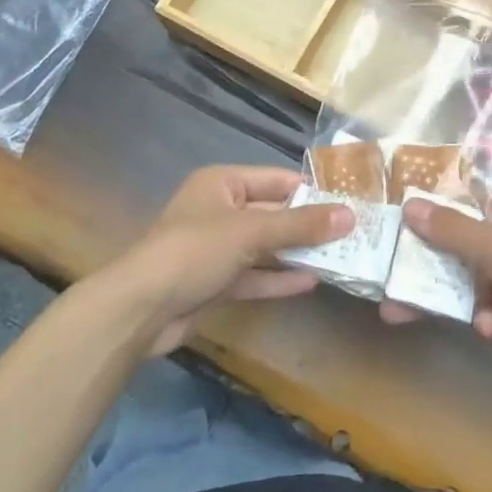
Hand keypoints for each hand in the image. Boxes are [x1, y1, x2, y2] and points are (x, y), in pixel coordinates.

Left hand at [111, 165, 351, 355]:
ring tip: (340, 259)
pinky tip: (312, 283)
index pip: (277, 180)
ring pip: (265, 247)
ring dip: (297, 254)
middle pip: (273, 214)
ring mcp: (216, 249)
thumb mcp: (251, 232)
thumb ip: (301, 225)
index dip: (312, 191)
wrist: (140, 310)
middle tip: (352, 235)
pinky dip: (279, 279)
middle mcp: (220, 211)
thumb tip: (350, 215)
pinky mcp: (214, 283)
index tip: (349, 204)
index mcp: (223, 183)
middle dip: (308, 226)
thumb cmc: (195, 251)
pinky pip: (254, 276)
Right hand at [379, 192, 491, 403]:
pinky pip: (476, 311)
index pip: (459, 203)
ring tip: (393, 311)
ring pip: (458, 281)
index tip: (388, 217)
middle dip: (418, 260)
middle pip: (451, 245)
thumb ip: (453, 230)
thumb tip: (409, 204)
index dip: (425, 208)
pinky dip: (476, 319)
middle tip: (379, 271)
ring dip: (434, 295)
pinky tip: (487, 330)